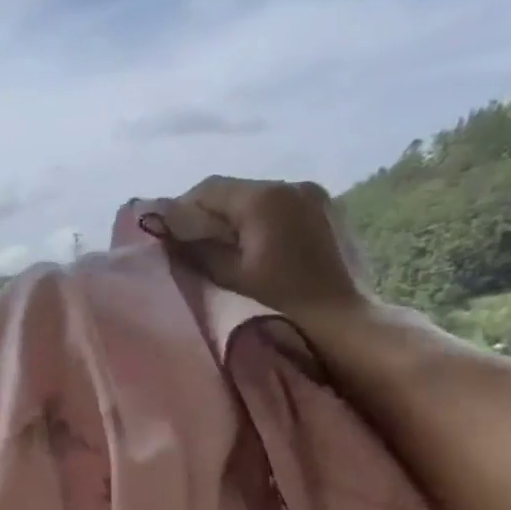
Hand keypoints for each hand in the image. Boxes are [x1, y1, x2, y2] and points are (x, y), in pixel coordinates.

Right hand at [140, 176, 378, 329]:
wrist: (347, 324)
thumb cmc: (283, 304)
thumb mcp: (230, 277)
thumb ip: (194, 247)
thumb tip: (163, 229)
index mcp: (264, 198)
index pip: (207, 189)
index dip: (180, 210)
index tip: (167, 238)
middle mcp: (291, 185)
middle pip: (233, 191)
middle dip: (207, 215)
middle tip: (190, 248)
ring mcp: (314, 196)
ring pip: (257, 199)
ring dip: (234, 219)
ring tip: (224, 253)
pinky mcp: (328, 212)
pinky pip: (281, 209)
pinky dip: (261, 223)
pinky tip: (257, 252)